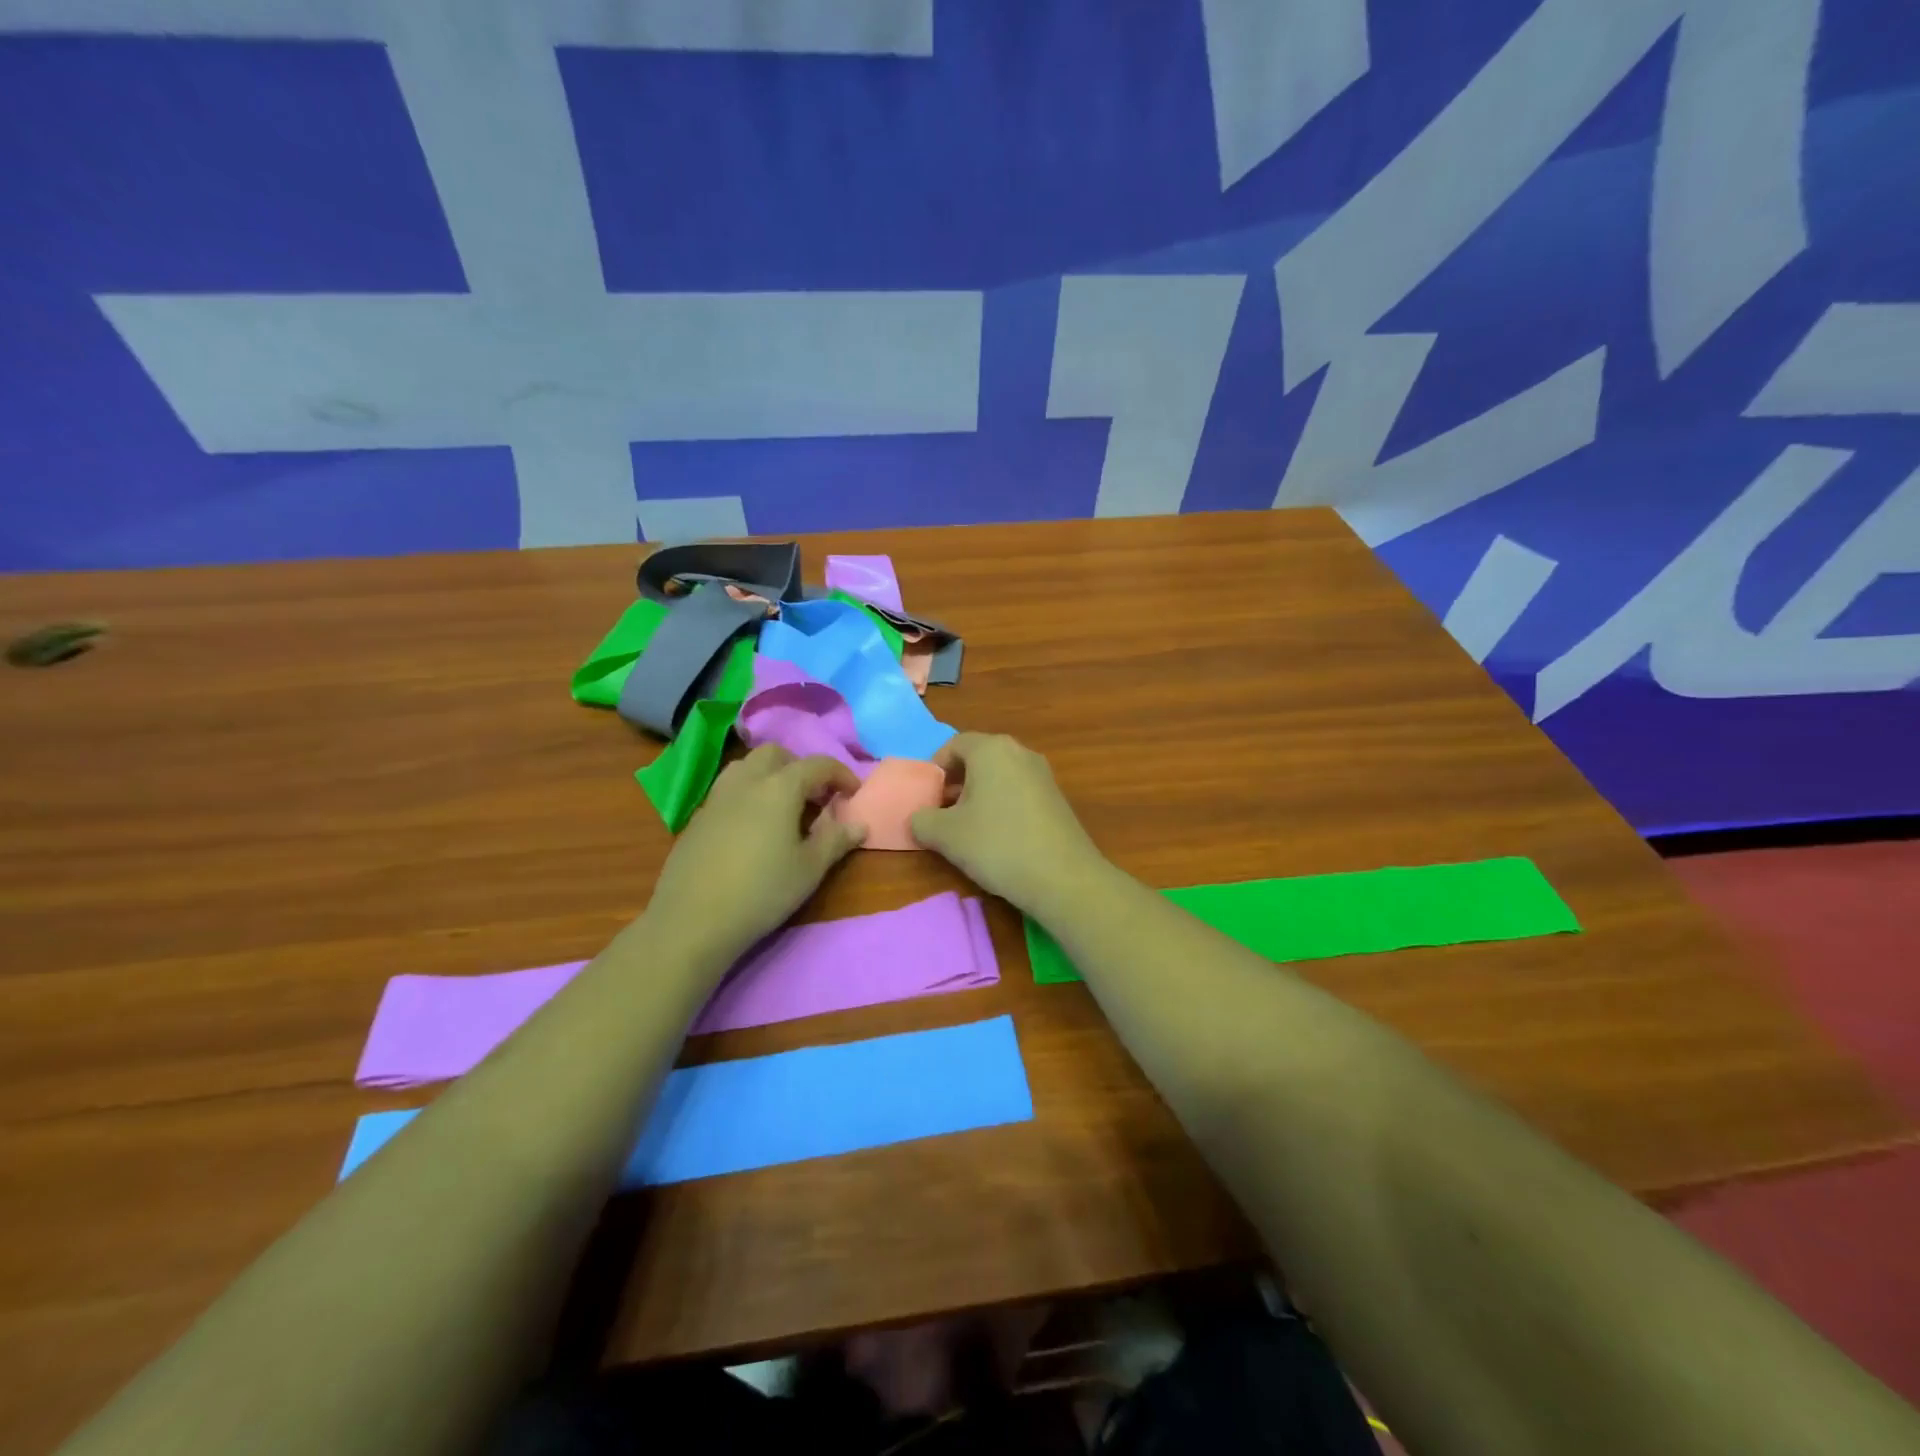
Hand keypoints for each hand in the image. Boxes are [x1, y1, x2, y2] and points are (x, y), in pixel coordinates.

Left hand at [645, 745, 864, 964]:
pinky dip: (747, 793)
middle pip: (775, 754)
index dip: (840, 774)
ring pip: (746, 767)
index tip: (853, 793)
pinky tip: (752, 828)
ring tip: (782, 806)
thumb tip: (859, 824)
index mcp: (779, 788)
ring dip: (770, 775)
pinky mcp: (697, 818)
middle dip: (800, 766)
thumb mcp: (809, 869)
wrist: (693, 920)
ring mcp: (716, 798)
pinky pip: (727, 790)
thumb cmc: (762, 891)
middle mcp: (746, 782)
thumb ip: (836, 840)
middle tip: (815, 795)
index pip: (817, 764)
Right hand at [909, 733, 1103, 913]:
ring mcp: (1043, 775)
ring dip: (979, 795)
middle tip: (942, 812)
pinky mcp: (1057, 798)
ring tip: (968, 828)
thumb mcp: (946, 835)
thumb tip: (920, 818)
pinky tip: (998, 837)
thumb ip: (922, 820)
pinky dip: (1002, 805)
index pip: (954, 745)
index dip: (935, 768)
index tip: (927, 797)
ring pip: (1000, 776)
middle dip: (956, 783)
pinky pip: (1019, 792)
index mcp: (992, 750)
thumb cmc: (997, 845)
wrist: (1064, 878)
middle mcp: (1020, 752)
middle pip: (978, 758)